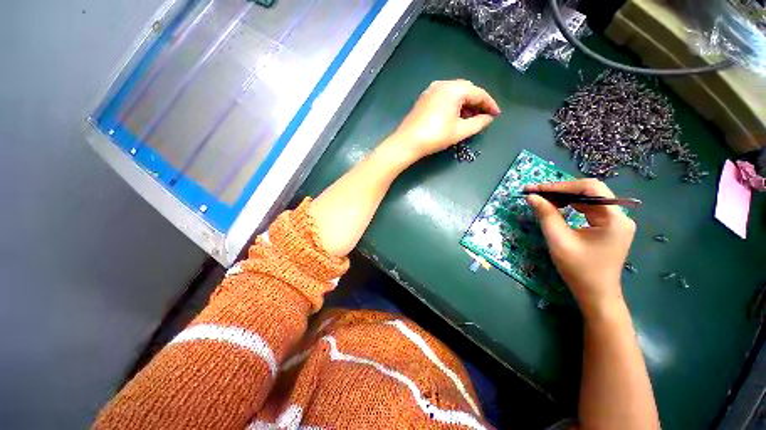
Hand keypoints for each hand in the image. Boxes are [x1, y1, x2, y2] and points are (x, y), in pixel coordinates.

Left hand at [388, 80, 500, 161]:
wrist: (407, 142)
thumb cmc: (435, 136)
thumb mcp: (459, 131)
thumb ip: (478, 123)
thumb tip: (488, 118)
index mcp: (454, 89)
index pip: (478, 93)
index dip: (490, 104)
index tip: (496, 115)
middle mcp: (443, 84)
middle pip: (466, 90)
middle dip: (477, 103)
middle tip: (484, 116)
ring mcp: (431, 90)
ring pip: (454, 94)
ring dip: (465, 104)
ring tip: (471, 118)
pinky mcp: (424, 98)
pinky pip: (444, 98)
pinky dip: (453, 105)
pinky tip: (455, 116)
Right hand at [526, 179, 635, 316]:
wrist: (595, 294)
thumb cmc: (579, 270)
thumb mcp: (559, 240)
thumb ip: (546, 215)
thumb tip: (531, 197)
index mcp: (614, 218)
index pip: (589, 188)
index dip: (560, 186)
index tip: (536, 189)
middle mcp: (619, 215)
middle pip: (589, 191)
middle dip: (560, 190)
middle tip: (535, 193)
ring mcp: (614, 221)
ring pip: (587, 199)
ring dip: (563, 197)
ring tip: (541, 199)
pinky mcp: (608, 227)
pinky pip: (587, 208)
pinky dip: (569, 205)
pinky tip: (555, 207)